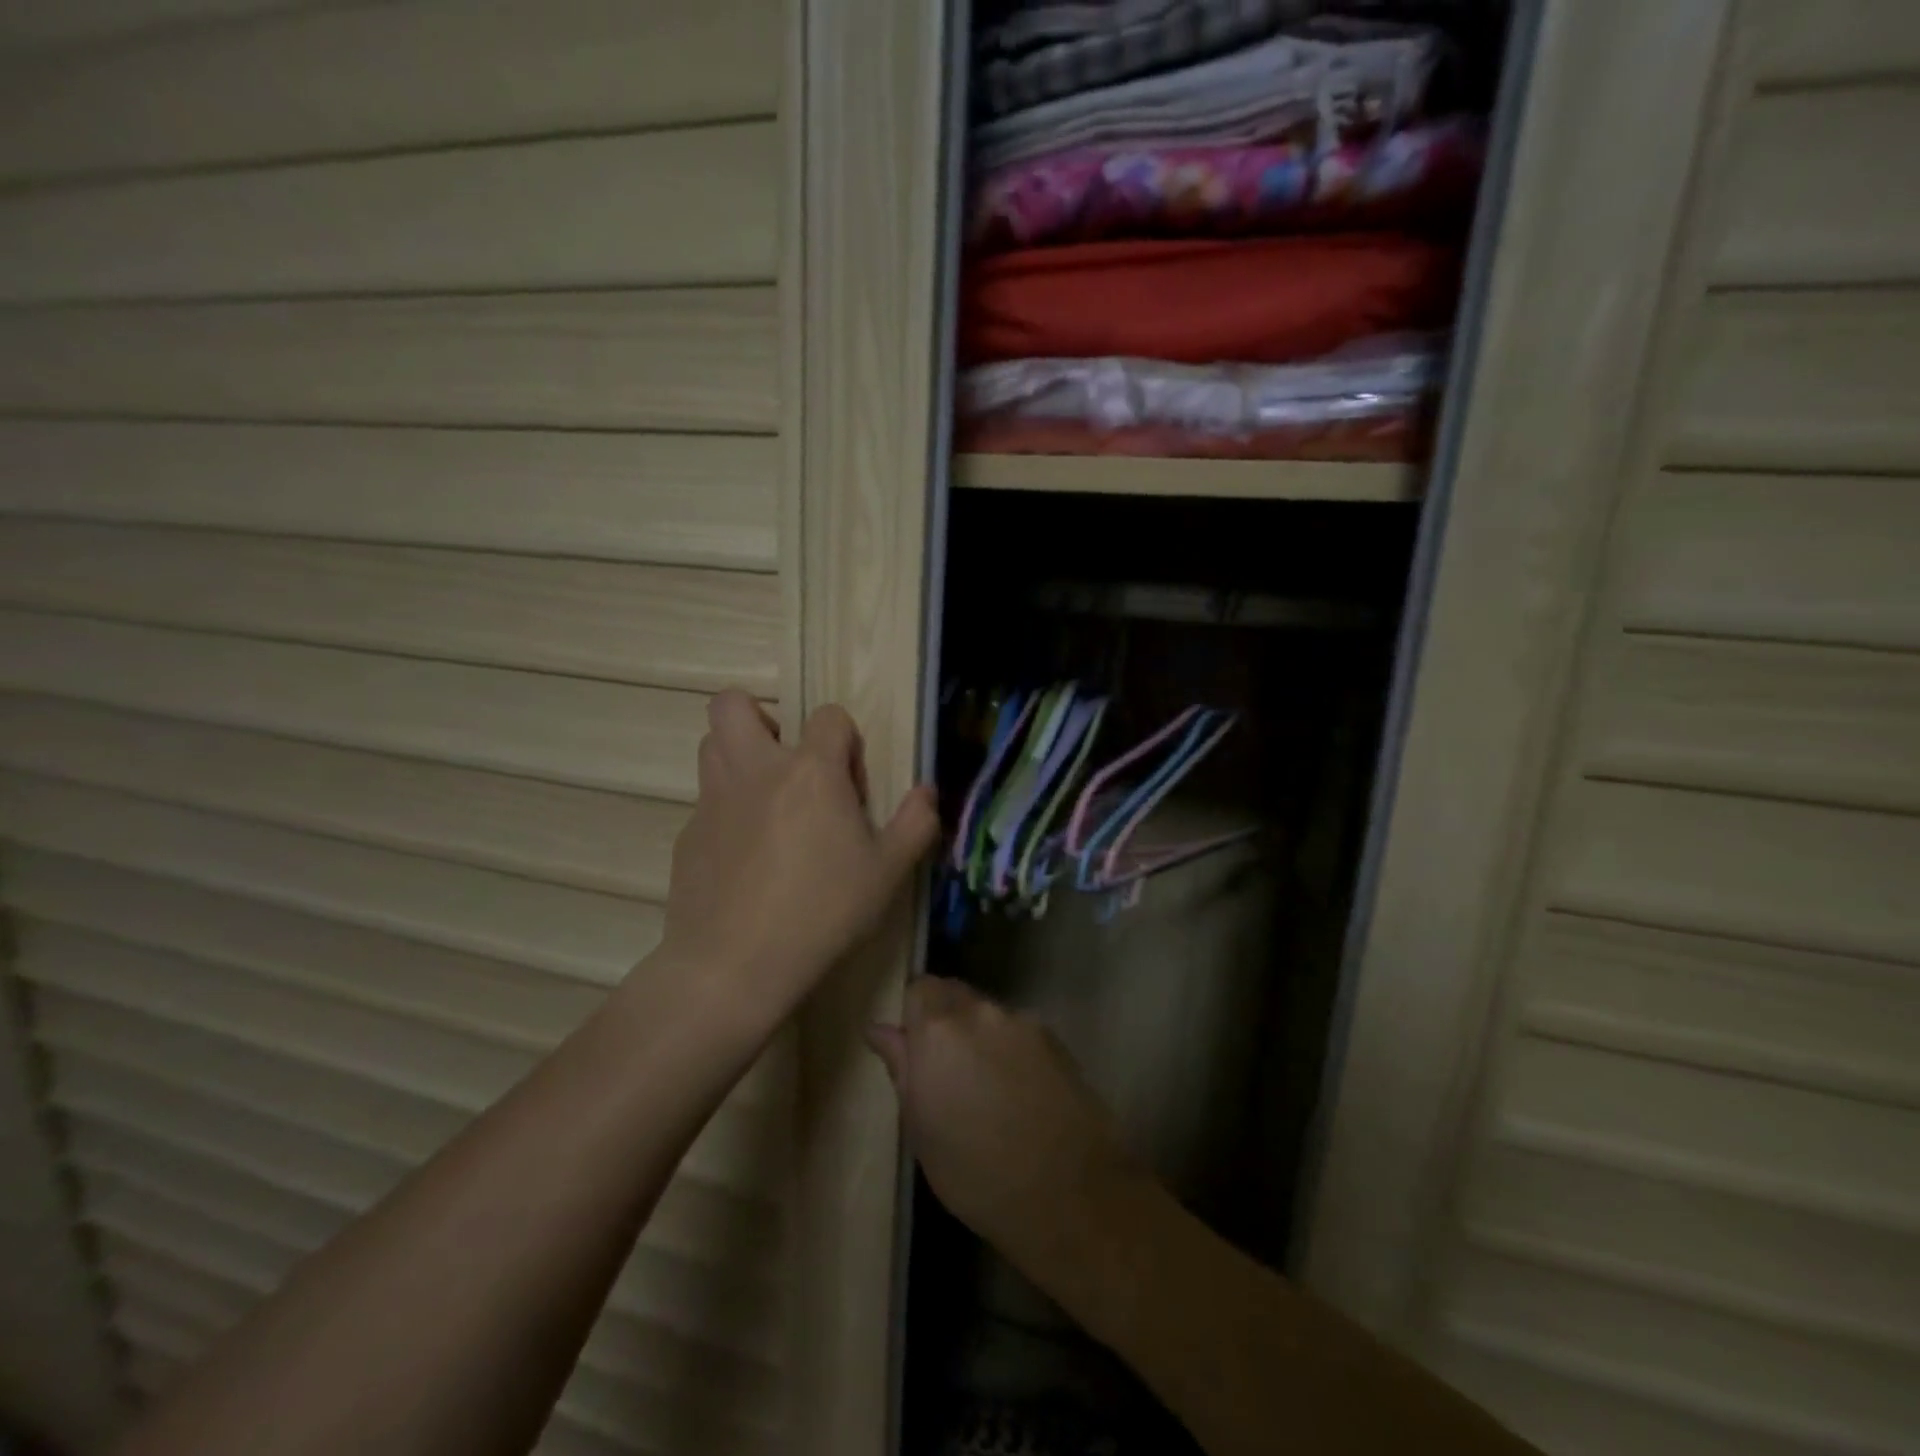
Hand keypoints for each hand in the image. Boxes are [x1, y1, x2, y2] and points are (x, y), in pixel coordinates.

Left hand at [660, 690, 938, 1021]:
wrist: (734, 965)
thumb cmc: (823, 912)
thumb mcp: (888, 873)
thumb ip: (915, 824)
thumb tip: (927, 791)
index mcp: (810, 771)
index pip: (828, 717)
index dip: (845, 740)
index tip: (850, 783)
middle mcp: (755, 770)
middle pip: (733, 704)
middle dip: (760, 717)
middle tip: (786, 761)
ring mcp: (712, 800)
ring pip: (711, 745)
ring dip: (737, 755)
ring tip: (765, 800)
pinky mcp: (687, 834)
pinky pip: (705, 801)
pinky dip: (725, 811)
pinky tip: (743, 858)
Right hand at [866, 977, 1145, 1271]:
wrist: (1068, 1192)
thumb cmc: (976, 1172)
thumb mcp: (921, 1129)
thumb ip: (902, 1067)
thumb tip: (881, 1029)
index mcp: (939, 1030)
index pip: (920, 987)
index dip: (915, 1014)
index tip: (916, 1050)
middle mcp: (981, 1012)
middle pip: (956, 995)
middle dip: (946, 1021)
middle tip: (948, 1071)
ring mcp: (1023, 1022)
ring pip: (989, 1014)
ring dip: (981, 1036)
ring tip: (988, 1087)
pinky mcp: (1056, 1039)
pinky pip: (1020, 1032)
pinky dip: (1012, 1050)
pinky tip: (1021, 1092)